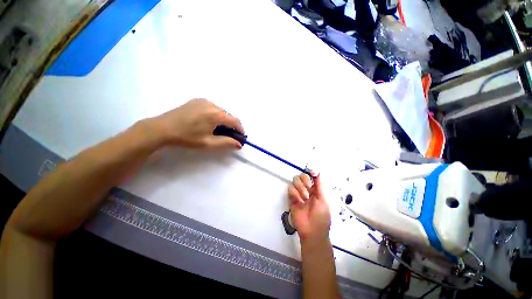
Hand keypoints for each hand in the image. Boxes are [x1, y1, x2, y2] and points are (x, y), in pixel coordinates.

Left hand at [145, 98, 244, 148]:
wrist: (162, 128)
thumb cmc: (187, 137)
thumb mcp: (208, 142)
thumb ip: (226, 142)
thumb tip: (239, 144)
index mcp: (216, 114)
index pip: (235, 121)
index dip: (240, 129)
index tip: (241, 137)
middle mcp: (212, 104)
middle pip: (228, 115)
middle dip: (231, 126)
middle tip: (229, 136)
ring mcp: (204, 101)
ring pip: (221, 111)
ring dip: (223, 120)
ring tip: (218, 130)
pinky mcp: (197, 100)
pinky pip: (212, 107)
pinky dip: (215, 115)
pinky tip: (209, 122)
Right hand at [288, 172, 330, 243]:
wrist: (312, 231)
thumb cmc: (321, 216)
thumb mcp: (323, 200)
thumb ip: (319, 186)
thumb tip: (318, 172)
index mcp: (316, 190)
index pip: (312, 176)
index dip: (311, 172)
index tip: (312, 172)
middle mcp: (307, 189)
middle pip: (302, 176)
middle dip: (305, 181)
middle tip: (309, 189)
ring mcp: (299, 193)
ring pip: (295, 181)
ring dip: (301, 189)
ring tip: (305, 198)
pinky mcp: (291, 198)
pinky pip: (290, 189)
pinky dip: (295, 194)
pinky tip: (299, 201)